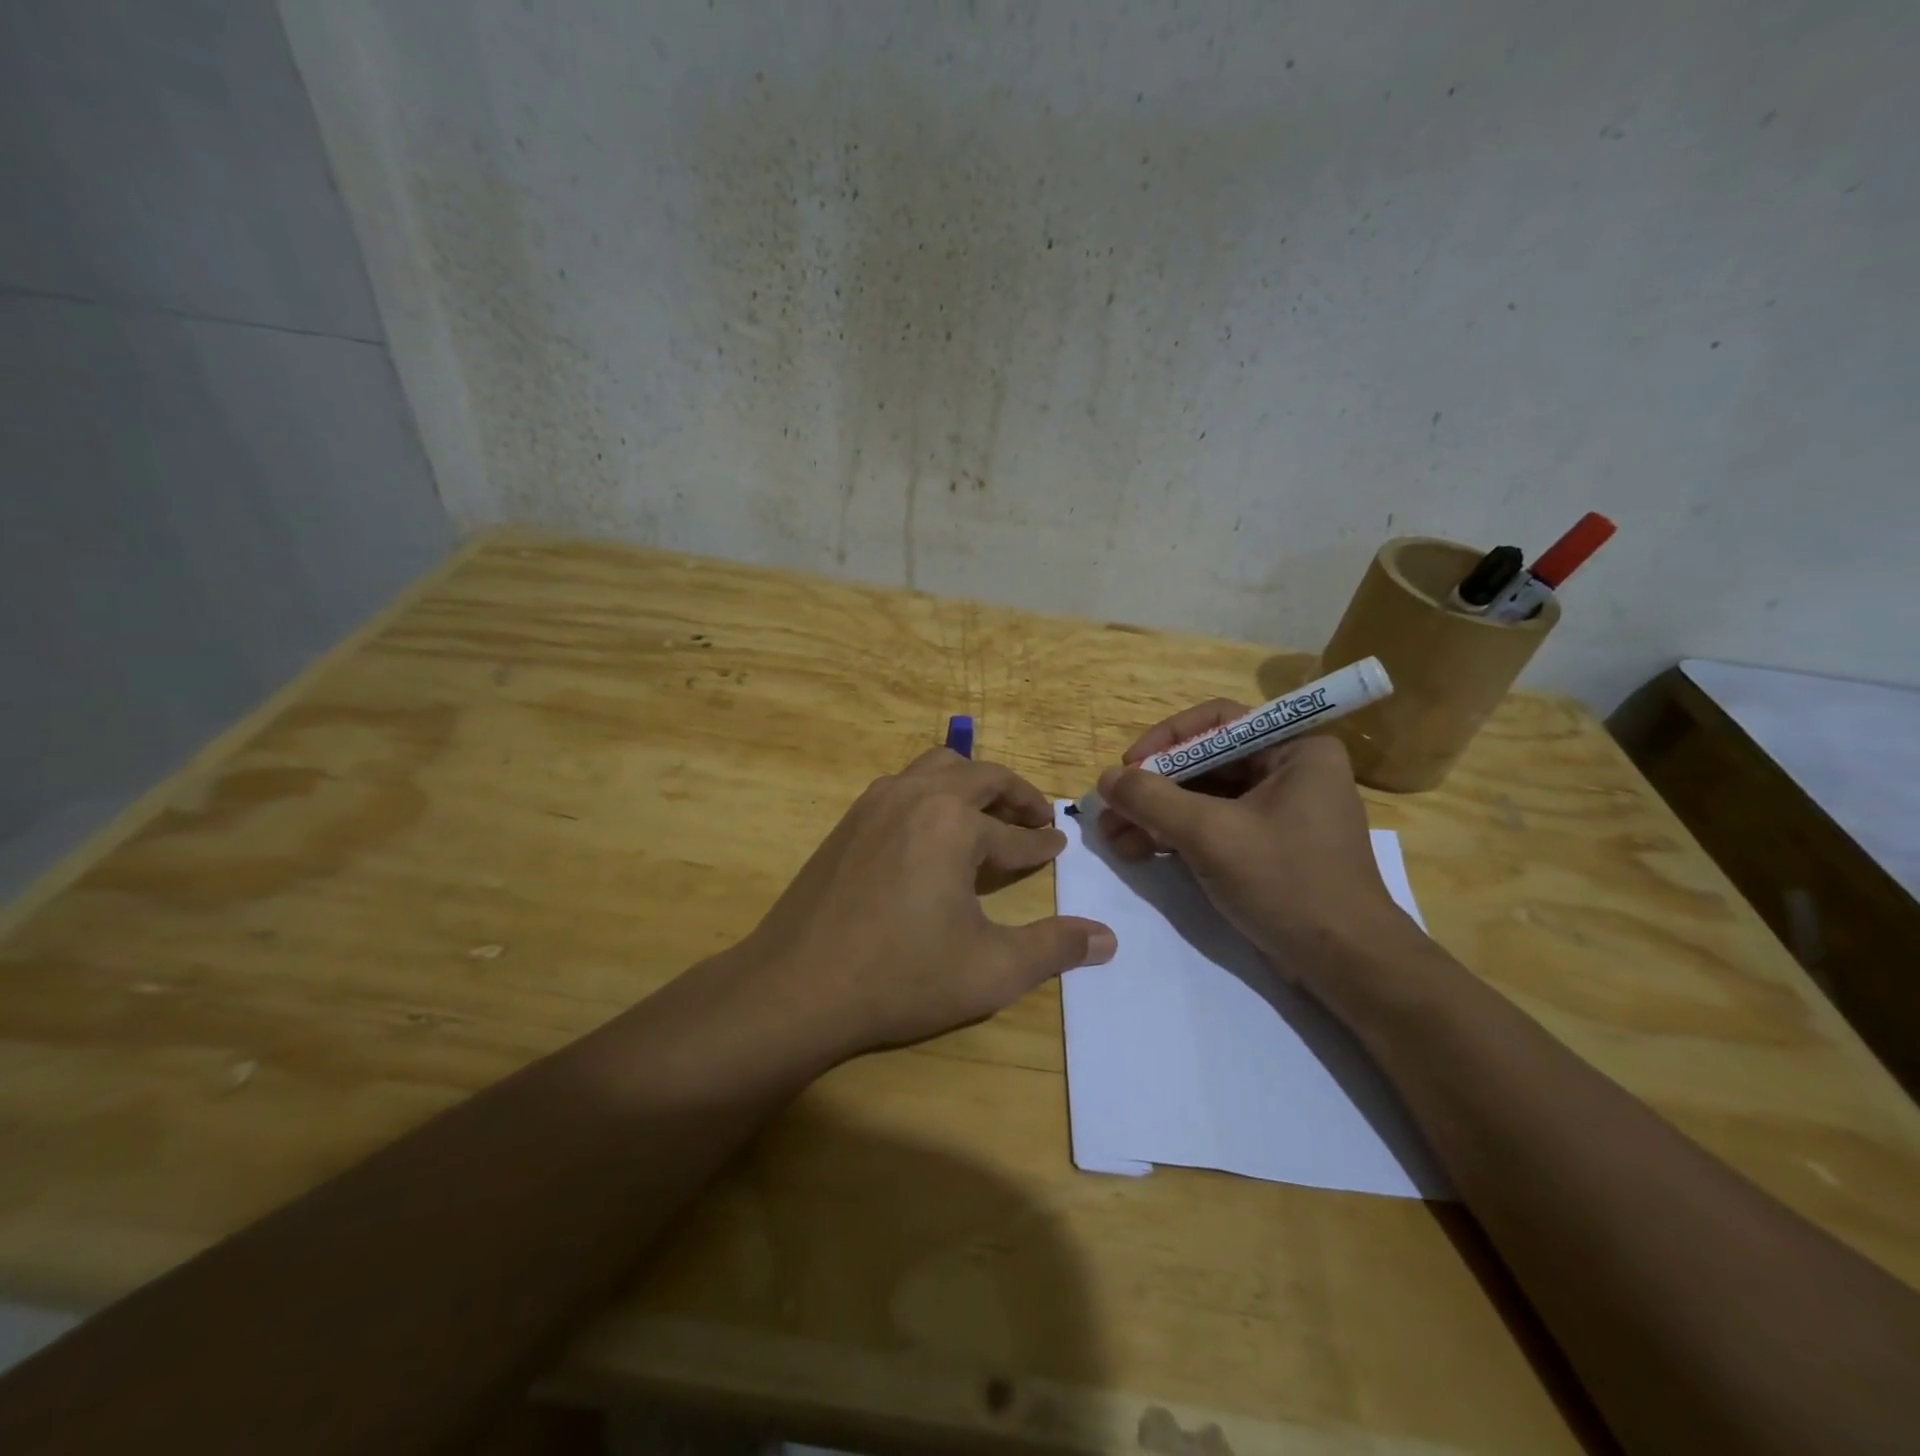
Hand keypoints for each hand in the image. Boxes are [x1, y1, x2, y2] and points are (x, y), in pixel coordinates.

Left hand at [737, 748, 1114, 1058]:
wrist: (796, 988)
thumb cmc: (901, 977)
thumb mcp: (991, 969)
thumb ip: (1053, 948)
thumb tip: (1107, 939)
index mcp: (954, 823)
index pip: (1015, 832)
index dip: (1042, 844)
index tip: (1058, 846)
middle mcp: (916, 795)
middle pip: (980, 776)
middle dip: (1015, 796)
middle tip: (1036, 820)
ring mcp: (875, 803)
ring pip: (937, 768)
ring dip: (971, 785)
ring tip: (988, 816)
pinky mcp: (847, 821)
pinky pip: (903, 786)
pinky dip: (933, 795)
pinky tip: (932, 834)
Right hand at [1095, 703, 1412, 991]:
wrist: (1346, 965)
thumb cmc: (1287, 883)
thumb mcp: (1212, 835)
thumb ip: (1153, 800)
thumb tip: (1105, 779)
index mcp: (1295, 750)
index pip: (1217, 722)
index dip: (1166, 739)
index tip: (1128, 768)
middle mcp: (1289, 772)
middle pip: (1205, 762)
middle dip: (1153, 787)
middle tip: (1109, 810)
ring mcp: (1277, 812)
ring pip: (1203, 798)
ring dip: (1155, 815)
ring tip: (1112, 837)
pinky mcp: (1265, 848)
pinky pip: (1212, 827)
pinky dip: (1174, 836)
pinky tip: (1137, 851)